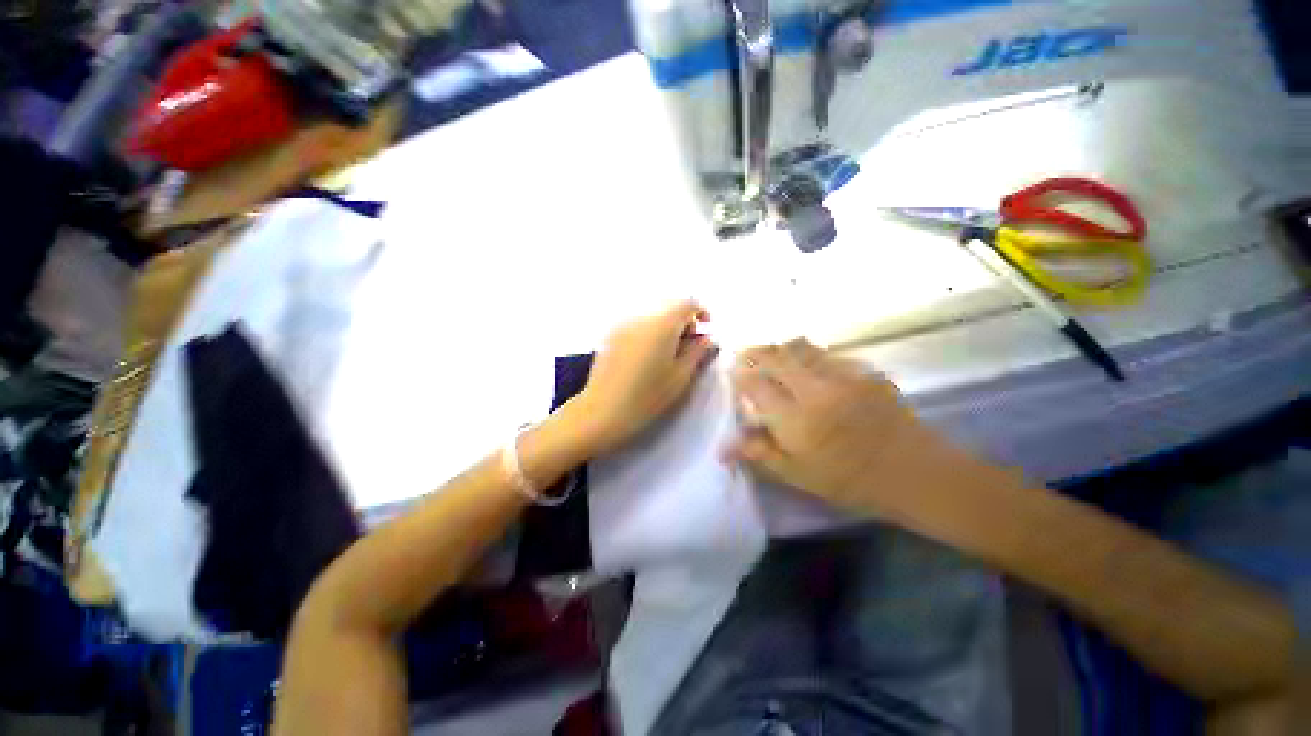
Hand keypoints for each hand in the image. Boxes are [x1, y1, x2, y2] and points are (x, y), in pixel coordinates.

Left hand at [569, 300, 716, 453]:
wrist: (604, 411)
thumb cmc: (648, 397)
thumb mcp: (681, 376)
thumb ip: (697, 352)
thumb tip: (707, 337)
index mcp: (662, 324)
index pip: (687, 302)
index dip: (701, 312)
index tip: (706, 330)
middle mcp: (641, 317)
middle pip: (668, 308)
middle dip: (683, 322)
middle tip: (688, 348)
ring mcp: (622, 325)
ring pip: (652, 317)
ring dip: (665, 328)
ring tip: (666, 356)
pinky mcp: (610, 336)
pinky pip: (637, 325)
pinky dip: (649, 333)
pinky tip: (647, 358)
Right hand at [725, 340, 987, 514]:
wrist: (915, 473)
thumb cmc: (849, 480)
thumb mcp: (798, 475)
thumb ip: (760, 453)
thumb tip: (722, 449)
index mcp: (796, 420)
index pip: (756, 386)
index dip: (740, 376)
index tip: (731, 373)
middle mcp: (816, 391)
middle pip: (776, 357)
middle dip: (754, 352)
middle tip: (744, 354)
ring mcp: (843, 376)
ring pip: (801, 348)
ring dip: (779, 347)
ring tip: (769, 351)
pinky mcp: (863, 371)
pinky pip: (827, 352)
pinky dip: (807, 351)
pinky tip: (804, 358)